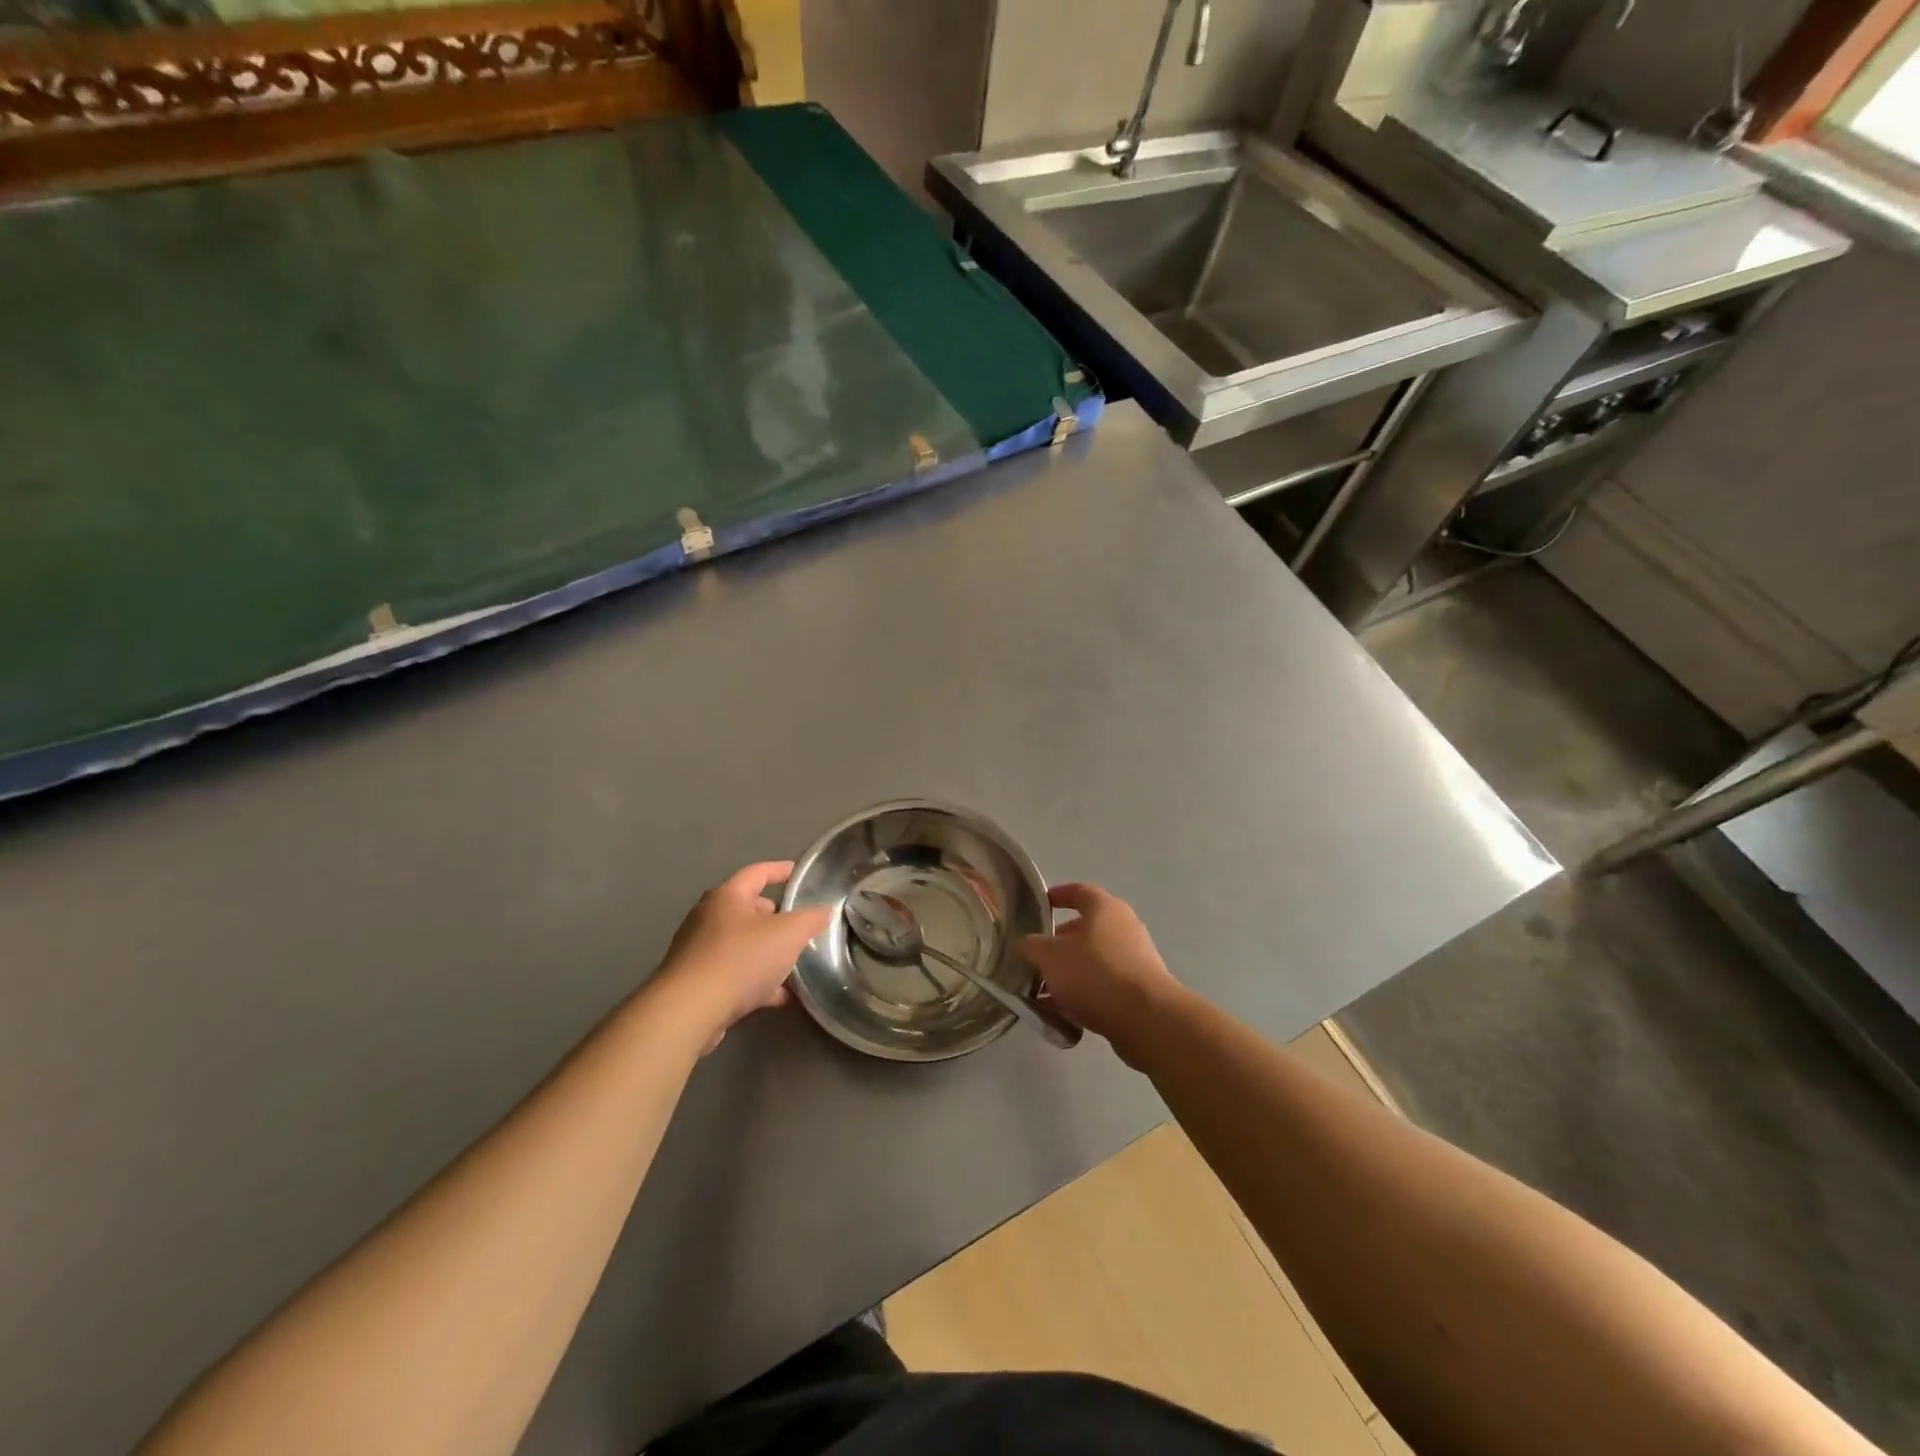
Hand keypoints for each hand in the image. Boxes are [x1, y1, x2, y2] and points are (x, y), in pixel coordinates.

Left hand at [657, 862, 833, 1051]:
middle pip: (747, 909)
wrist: (689, 1011)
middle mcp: (708, 918)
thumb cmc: (740, 959)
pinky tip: (778, 997)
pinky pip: (733, 974)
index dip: (780, 870)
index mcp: (727, 897)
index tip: (799, 873)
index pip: (757, 872)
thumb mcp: (788, 934)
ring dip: (766, 952)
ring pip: (741, 944)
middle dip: (773, 916)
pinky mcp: (696, 983)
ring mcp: (698, 952)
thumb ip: (810, 919)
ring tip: (792, 963)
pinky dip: (756, 980)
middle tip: (798, 925)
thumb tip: (824, 910)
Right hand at [1017, 884, 1181, 1065]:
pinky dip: (1084, 991)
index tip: (1040, 904)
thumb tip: (1025, 944)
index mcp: (1105, 908)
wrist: (1146, 1019)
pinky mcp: (1140, 987)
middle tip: (1036, 956)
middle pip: (1085, 927)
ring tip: (1044, 988)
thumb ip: (1031, 946)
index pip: (1078, 892)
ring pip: (1093, 958)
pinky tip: (1063, 1010)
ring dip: (1069, 970)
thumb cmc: (1095, 974)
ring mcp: (1135, 957)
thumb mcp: (1050, 957)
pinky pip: (1104, 982)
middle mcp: (1124, 926)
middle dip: (1059, 942)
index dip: (1057, 895)